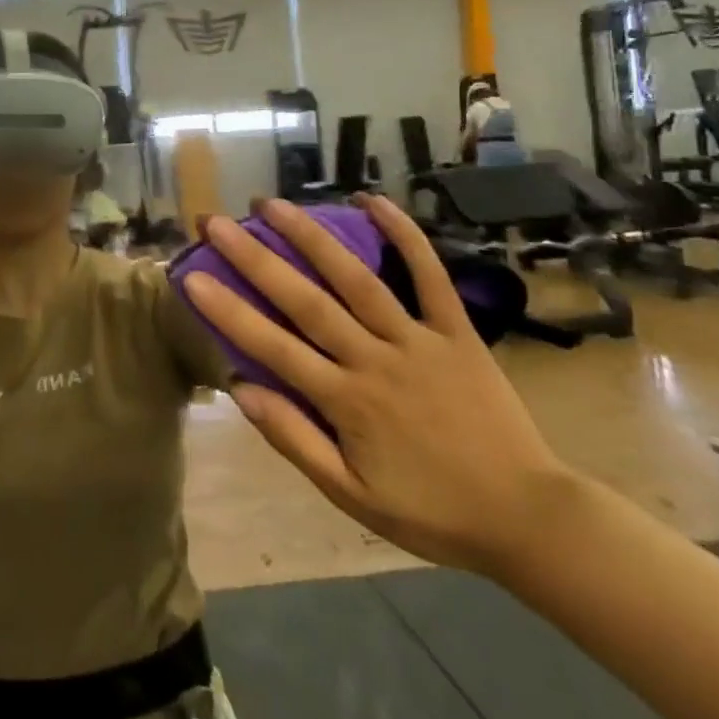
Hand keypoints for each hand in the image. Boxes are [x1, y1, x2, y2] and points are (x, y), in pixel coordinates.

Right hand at [185, 195, 572, 575]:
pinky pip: (430, 276)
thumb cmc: (429, 510)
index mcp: (347, 402)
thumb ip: (295, 441)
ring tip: (272, 204)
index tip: (191, 276)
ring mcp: (418, 340)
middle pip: (306, 302)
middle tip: (216, 222)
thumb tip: (241, 389)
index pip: (273, 348)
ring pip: (357, 279)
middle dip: (256, 259)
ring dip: (312, 237)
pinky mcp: (457, 331)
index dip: (228, 311)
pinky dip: (404, 236)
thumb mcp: (352, 497)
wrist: (527, 518)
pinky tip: (373, 201)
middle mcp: (376, 360)